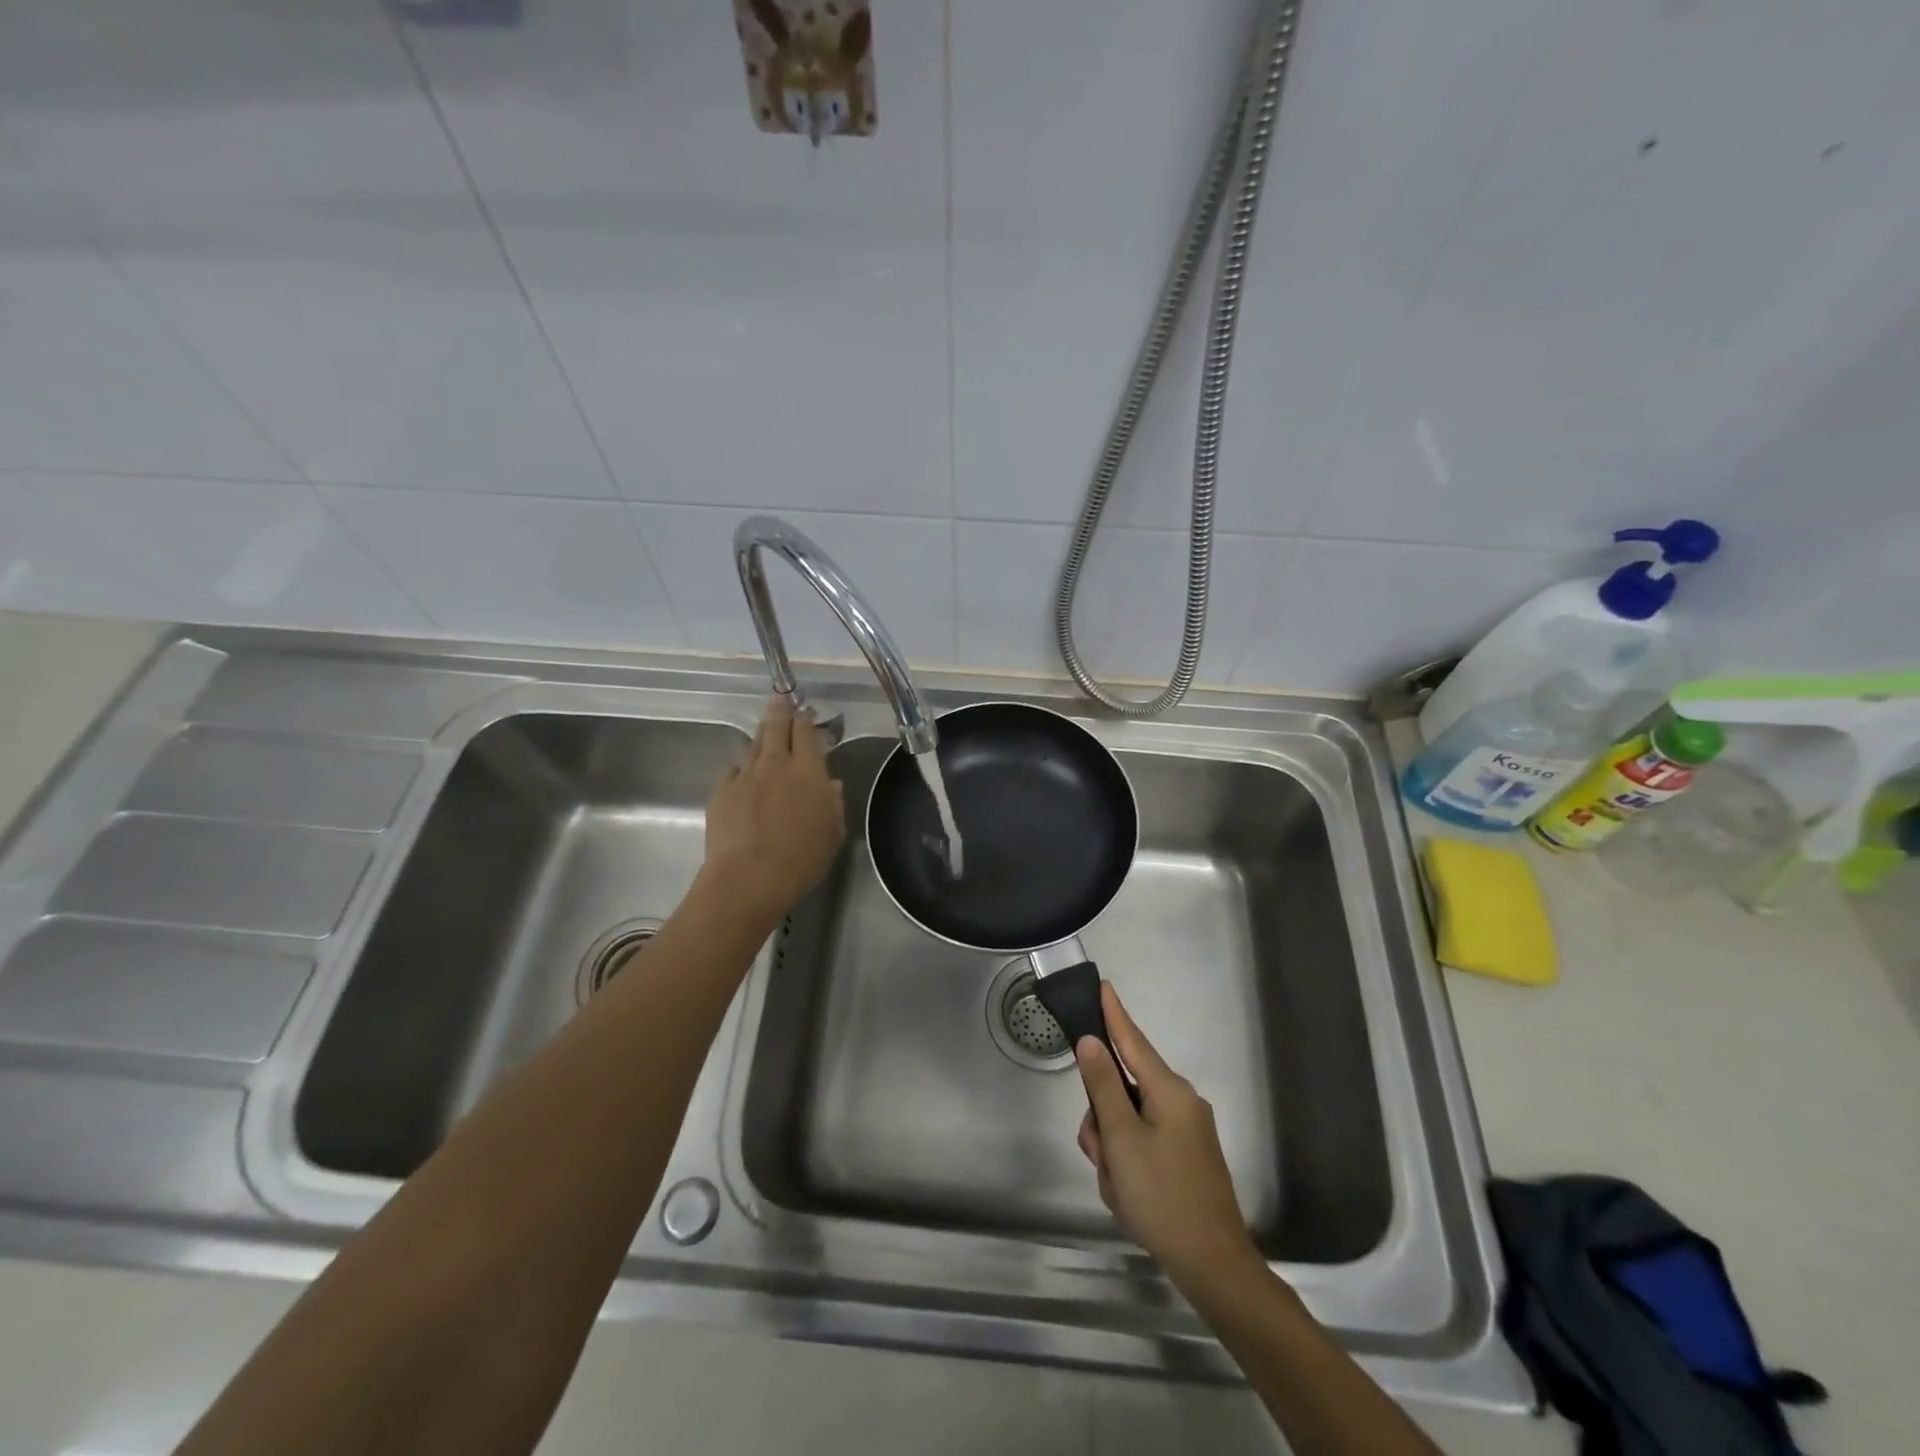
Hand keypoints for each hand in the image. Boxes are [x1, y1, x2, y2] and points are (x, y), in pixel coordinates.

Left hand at [702, 697, 845, 917]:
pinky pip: (733, 769)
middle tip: (781, 699)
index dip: (806, 719)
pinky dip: (741, 766)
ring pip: (753, 744)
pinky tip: (743, 772)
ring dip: (761, 735)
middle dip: (780, 710)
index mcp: (808, 771)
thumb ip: (834, 803)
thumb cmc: (801, 858)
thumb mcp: (833, 833)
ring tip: (764, 730)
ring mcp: (744, 776)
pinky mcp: (721, 792)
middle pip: (776, 727)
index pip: (806, 732)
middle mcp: (775, 764)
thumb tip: (831, 784)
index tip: (806, 712)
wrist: (748, 877)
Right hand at [1075, 982, 1262, 1289]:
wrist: (1214, 1265)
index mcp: (1169, 1091)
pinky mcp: (1186, 1156)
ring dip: (1113, 1148)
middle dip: (1103, 1119)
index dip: (1113, 1014)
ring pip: (1129, 1120)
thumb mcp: (1122, 1140)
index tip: (1102, 985)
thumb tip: (1091, 1041)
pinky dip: (1128, 1162)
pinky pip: (1143, 1142)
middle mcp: (1181, 1102)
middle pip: (1124, 1089)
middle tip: (1101, 1156)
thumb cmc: (1163, 1196)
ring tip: (1118, 1186)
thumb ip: (1103, 1086)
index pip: (1133, 1040)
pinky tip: (1128, 1195)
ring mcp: (1186, 1131)